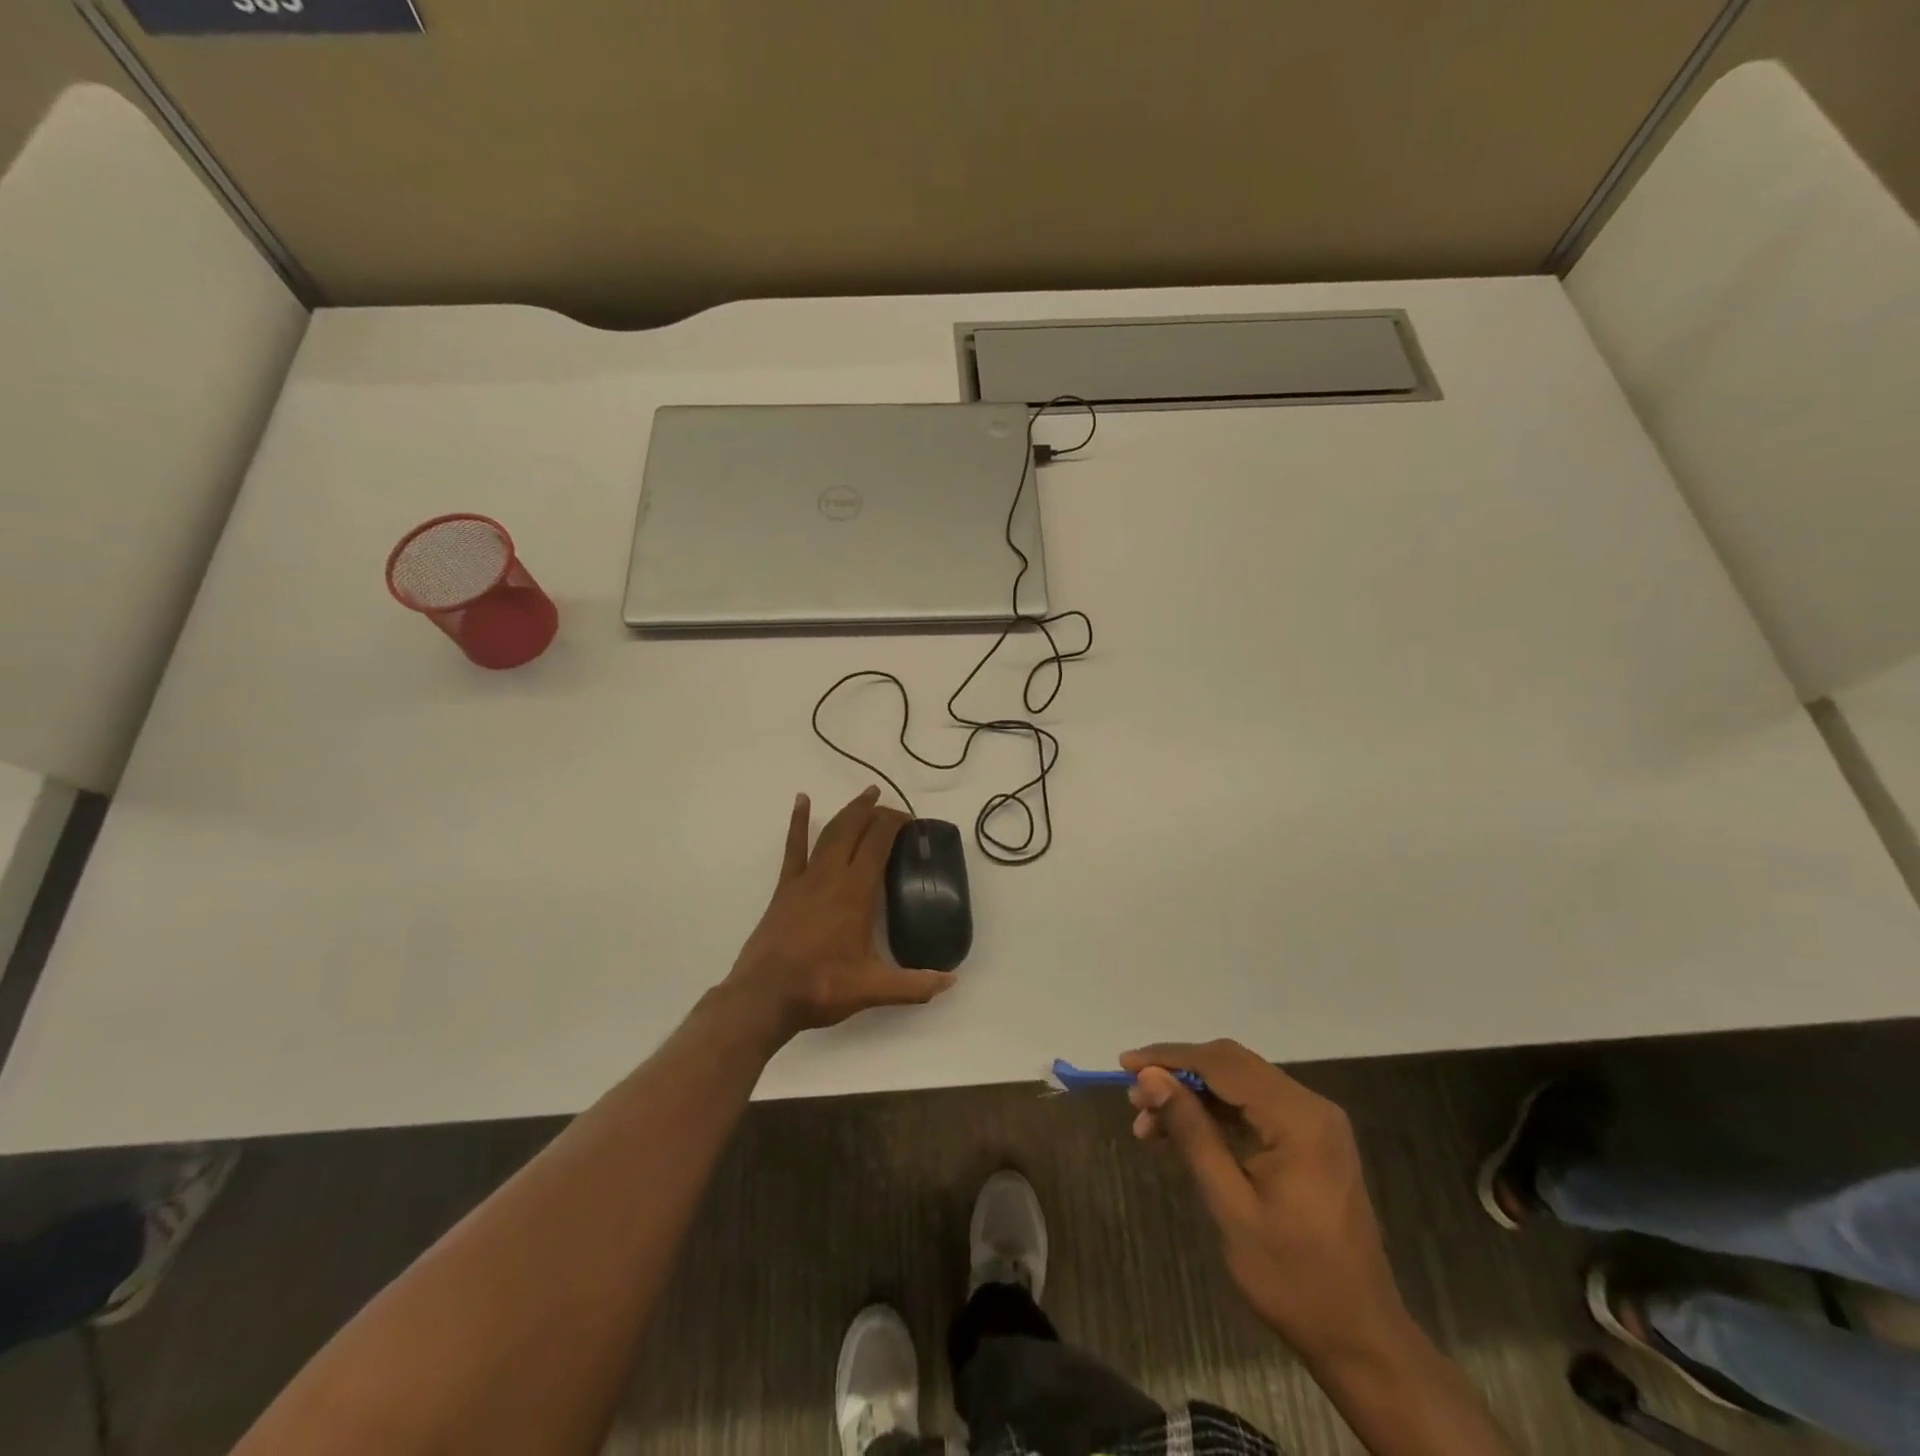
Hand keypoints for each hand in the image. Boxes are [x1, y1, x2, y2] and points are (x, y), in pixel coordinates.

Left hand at [724, 788, 955, 1041]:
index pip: (878, 843)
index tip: (910, 820)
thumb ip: (915, 985)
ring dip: (848, 812)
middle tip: (891, 804)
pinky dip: (798, 822)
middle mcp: (831, 876)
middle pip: (854, 830)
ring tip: (865, 795)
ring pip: (830, 833)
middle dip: (874, 811)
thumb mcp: (873, 989)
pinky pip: (794, 847)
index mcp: (855, 892)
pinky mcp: (785, 888)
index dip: (894, 824)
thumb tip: (952, 981)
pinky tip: (802, 801)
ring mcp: (805, 879)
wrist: (765, 996)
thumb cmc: (822, 987)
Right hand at [1121, 1040, 1410, 1367]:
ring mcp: (1315, 1122)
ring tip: (1150, 1124)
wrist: (1361, 1338)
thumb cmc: (1293, 1278)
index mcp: (1298, 1119)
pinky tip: (1183, 1133)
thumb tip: (1150, 1078)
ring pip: (1240, 1083)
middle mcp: (1311, 1106)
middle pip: (1232, 1065)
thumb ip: (1192, 1133)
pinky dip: (1216, 1112)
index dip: (1169, 1057)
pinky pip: (1255, 1106)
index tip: (1125, 1065)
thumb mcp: (1231, 1206)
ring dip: (1194, 1094)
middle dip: (1178, 1074)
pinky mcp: (1312, 1139)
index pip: (1223, 1064)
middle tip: (1135, 1100)